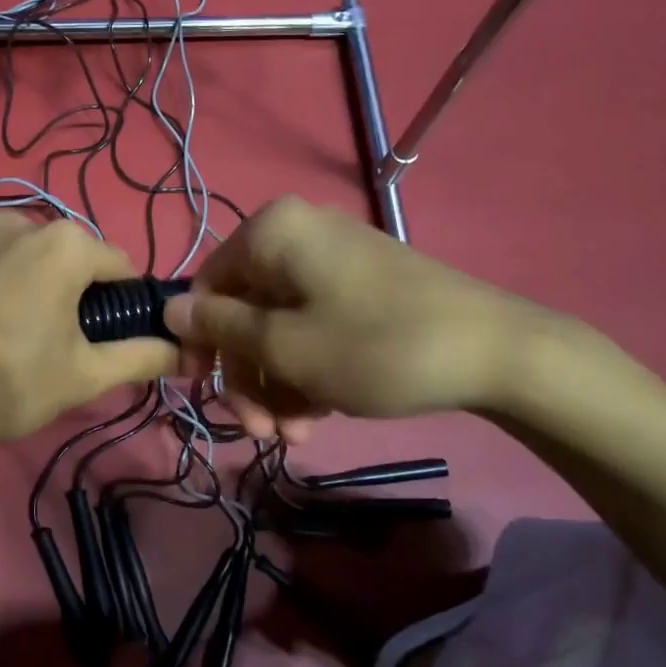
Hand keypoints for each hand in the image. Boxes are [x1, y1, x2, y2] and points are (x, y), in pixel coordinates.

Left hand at [0, 213, 177, 463]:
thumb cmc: (6, 385)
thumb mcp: (83, 376)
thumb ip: (141, 356)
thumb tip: (188, 350)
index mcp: (63, 246)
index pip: (114, 263)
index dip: (116, 299)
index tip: (98, 333)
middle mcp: (13, 220)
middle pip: (56, 252)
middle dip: (58, 285)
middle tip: (40, 335)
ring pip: (5, 248)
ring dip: (9, 274)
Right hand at [163, 196, 549, 436]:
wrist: (498, 353)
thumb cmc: (375, 345)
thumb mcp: (284, 346)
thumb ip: (219, 326)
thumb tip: (167, 308)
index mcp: (272, 233)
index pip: (207, 286)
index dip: (202, 343)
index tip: (206, 393)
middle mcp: (298, 235)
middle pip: (245, 312)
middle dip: (248, 377)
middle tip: (261, 430)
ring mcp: (334, 261)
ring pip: (279, 326)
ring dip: (277, 384)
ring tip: (296, 433)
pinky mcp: (363, 288)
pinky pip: (314, 326)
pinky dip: (308, 370)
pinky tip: (319, 414)